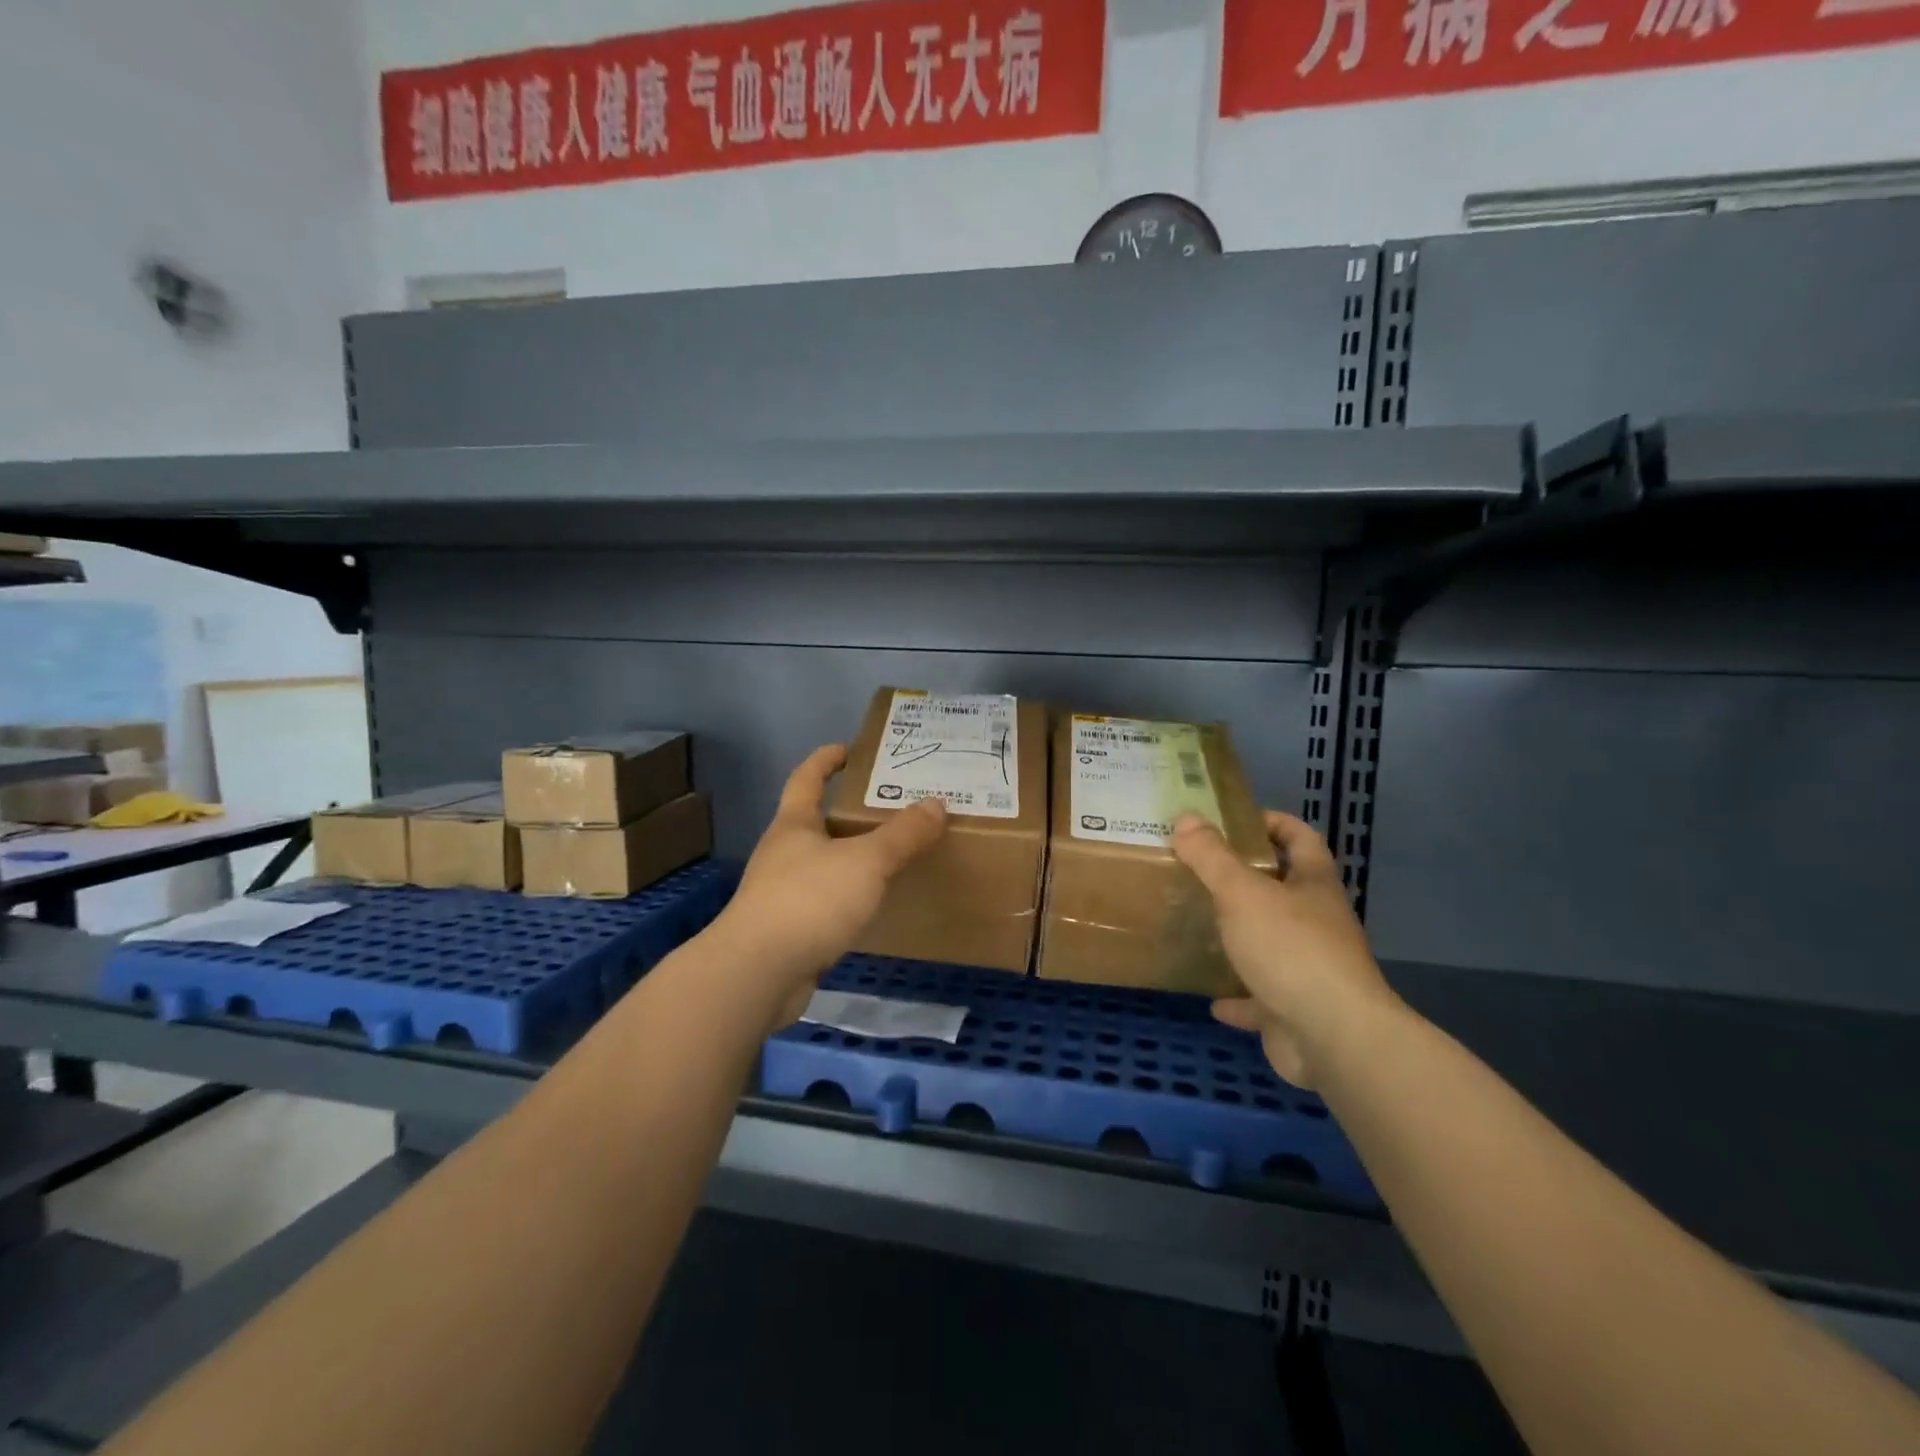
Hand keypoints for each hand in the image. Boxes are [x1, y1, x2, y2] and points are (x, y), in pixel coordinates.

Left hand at [712, 745, 946, 1015]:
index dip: (825, 760)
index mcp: (794, 825)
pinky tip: (871, 906)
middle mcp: (782, 853)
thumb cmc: (810, 900)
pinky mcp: (787, 931)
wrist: (759, 973)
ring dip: (849, 857)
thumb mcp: (866, 861)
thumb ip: (902, 834)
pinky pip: (824, 902)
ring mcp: (780, 893)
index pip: (806, 778)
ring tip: (890, 856)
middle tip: (890, 808)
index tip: (848, 749)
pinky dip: (847, 897)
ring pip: (821, 864)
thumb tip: (936, 804)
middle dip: (847, 812)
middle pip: (815, 822)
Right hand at [1172, 810, 1401, 1088]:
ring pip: (1271, 943)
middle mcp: (1317, 922)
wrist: (1333, 1038)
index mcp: (1313, 885)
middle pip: (1284, 890)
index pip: (1300, 837)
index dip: (1272, 822)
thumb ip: (1212, 857)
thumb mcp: (1242, 893)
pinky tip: (1210, 998)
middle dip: (1246, 880)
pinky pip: (1261, 998)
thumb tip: (1186, 818)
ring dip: (1241, 937)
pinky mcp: (1295, 1010)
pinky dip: (1238, 997)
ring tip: (1199, 926)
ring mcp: (1309, 968)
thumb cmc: (1291, 949)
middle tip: (1199, 871)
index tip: (1233, 820)